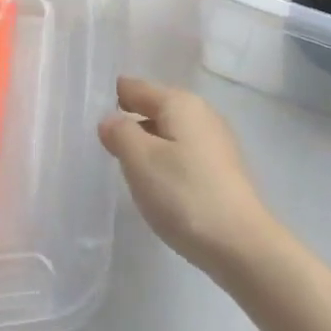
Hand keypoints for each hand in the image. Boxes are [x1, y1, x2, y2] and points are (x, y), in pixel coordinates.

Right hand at [99, 77, 284, 283]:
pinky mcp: (222, 168)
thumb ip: (121, 133)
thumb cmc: (184, 194)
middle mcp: (201, 112)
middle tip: (101, 137)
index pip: (138, 88)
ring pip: (171, 130)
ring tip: (123, 160)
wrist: (240, 242)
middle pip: (156, 107)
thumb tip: (111, 119)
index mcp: (180, 103)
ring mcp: (215, 140)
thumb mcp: (141, 161)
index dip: (114, 97)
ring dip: (148, 141)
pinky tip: (156, 181)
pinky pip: (183, 151)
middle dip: (130, 118)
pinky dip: (165, 158)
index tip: (90, 110)